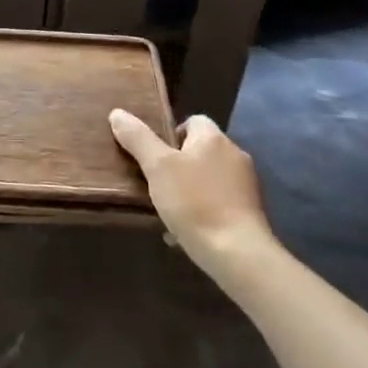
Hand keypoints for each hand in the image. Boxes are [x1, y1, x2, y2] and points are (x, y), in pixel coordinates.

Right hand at [109, 110, 274, 268]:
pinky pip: (219, 204)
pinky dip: (202, 212)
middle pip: (199, 151)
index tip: (153, 156)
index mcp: (213, 138)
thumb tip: (117, 113)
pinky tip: (185, 232)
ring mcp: (246, 185)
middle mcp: (234, 155)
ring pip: (208, 179)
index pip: (192, 121)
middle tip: (155, 183)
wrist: (238, 254)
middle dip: (177, 165)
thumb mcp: (157, 167)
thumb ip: (137, 138)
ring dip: (188, 191)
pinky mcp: (250, 213)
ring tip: (167, 211)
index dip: (169, 134)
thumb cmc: (195, 202)